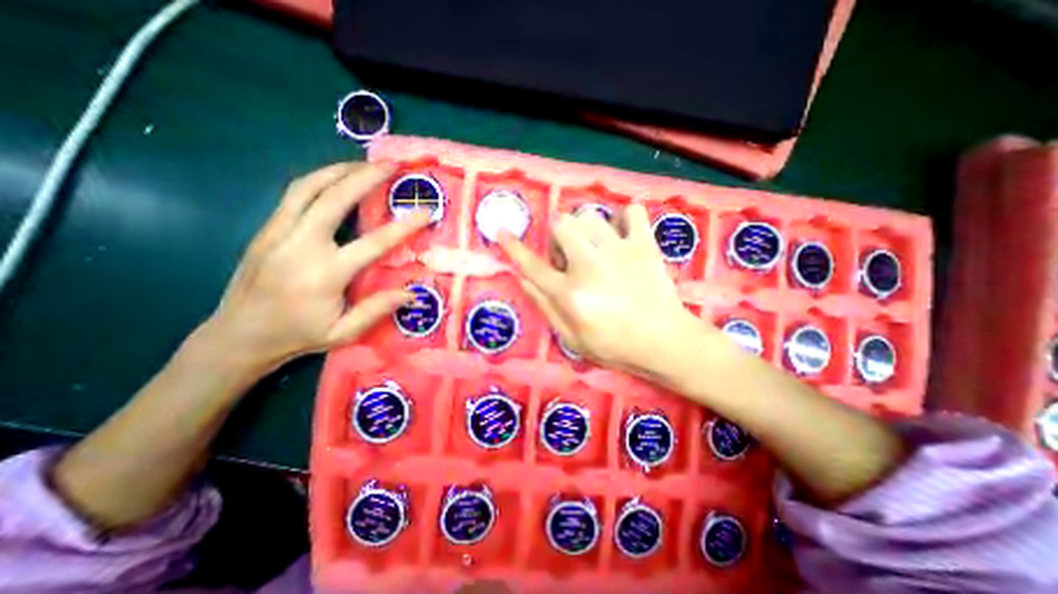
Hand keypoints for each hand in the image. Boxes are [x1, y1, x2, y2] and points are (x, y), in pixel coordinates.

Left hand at [197, 163, 429, 370]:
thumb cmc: (297, 335)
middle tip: (390, 165)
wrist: (237, 336)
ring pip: (308, 188)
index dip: (403, 226)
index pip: (373, 243)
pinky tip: (334, 179)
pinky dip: (318, 180)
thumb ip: (377, 309)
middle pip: (334, 199)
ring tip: (364, 164)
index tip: (424, 211)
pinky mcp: (267, 230)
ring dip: (338, 171)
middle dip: (365, 177)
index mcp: (325, 274)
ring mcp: (278, 233)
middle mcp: (300, 246)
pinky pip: (294, 195)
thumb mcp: (343, 332)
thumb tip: (412, 292)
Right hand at [502, 201, 705, 373]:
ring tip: (595, 245)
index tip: (501, 230)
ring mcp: (619, 251)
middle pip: (562, 225)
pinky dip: (624, 218)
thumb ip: (545, 307)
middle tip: (570, 253)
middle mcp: (589, 266)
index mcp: (569, 293)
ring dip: (586, 228)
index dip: (513, 246)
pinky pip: (632, 212)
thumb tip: (522, 279)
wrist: (664, 342)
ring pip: (590, 215)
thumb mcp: (571, 338)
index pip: (531, 265)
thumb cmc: (614, 346)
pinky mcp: (644, 245)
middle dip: (559, 235)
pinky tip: (623, 235)